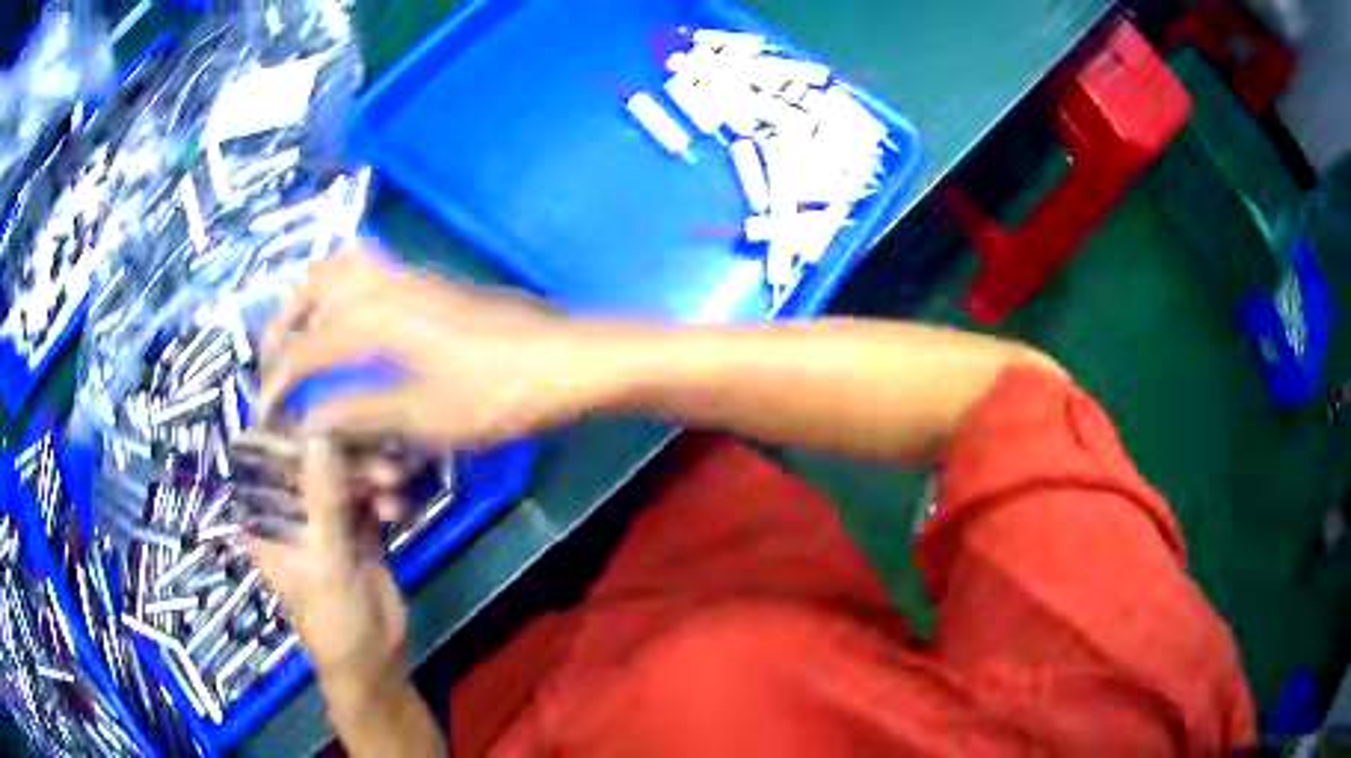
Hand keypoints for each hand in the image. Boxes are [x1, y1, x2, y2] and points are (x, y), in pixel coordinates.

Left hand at [245, 437, 406, 690]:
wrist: (375, 661)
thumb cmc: (333, 620)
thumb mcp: (326, 561)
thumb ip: (324, 499)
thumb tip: (321, 432)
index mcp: (266, 518)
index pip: (266, 458)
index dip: (291, 431)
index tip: (326, 409)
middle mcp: (290, 511)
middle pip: (309, 460)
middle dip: (343, 455)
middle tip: (377, 458)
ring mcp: (323, 518)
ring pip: (341, 474)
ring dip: (368, 475)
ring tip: (393, 486)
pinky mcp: (354, 528)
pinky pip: (365, 495)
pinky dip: (382, 495)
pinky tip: (398, 507)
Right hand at [259, 245, 620, 449]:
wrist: (566, 362)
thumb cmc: (498, 395)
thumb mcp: (424, 419)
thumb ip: (361, 415)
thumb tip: (311, 421)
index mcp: (375, 318)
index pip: (307, 348)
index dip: (279, 381)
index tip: (265, 412)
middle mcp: (385, 284)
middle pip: (313, 286)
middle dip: (283, 324)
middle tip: (273, 364)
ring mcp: (411, 277)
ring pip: (341, 267)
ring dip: (310, 300)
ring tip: (301, 341)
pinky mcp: (431, 284)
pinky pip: (370, 269)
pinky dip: (343, 290)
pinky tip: (348, 327)